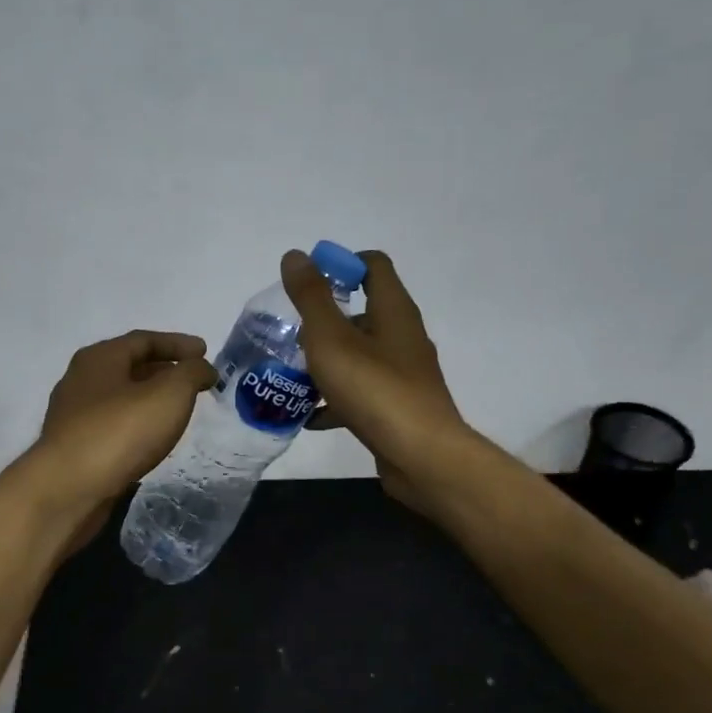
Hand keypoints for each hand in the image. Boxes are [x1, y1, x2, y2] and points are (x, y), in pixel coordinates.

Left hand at [26, 330, 216, 547]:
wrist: (68, 490)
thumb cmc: (120, 432)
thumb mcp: (169, 394)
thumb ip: (191, 374)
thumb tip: (203, 369)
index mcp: (99, 358)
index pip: (143, 340)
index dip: (178, 343)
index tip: (205, 352)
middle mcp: (81, 380)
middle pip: (129, 366)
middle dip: (164, 370)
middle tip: (194, 381)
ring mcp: (74, 415)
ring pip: (120, 398)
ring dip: (150, 399)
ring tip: (178, 410)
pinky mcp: (75, 447)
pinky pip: (113, 425)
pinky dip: (137, 424)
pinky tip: (152, 439)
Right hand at [282, 249, 470, 513]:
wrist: (422, 457)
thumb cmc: (375, 390)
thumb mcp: (331, 339)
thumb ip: (312, 298)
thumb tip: (296, 256)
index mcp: (393, 311)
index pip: (373, 266)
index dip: (341, 264)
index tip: (307, 283)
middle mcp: (403, 336)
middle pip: (362, 312)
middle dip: (324, 319)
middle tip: (290, 332)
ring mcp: (403, 374)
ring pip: (359, 355)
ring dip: (326, 360)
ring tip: (290, 372)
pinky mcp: (398, 407)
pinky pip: (361, 391)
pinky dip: (335, 397)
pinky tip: (308, 415)